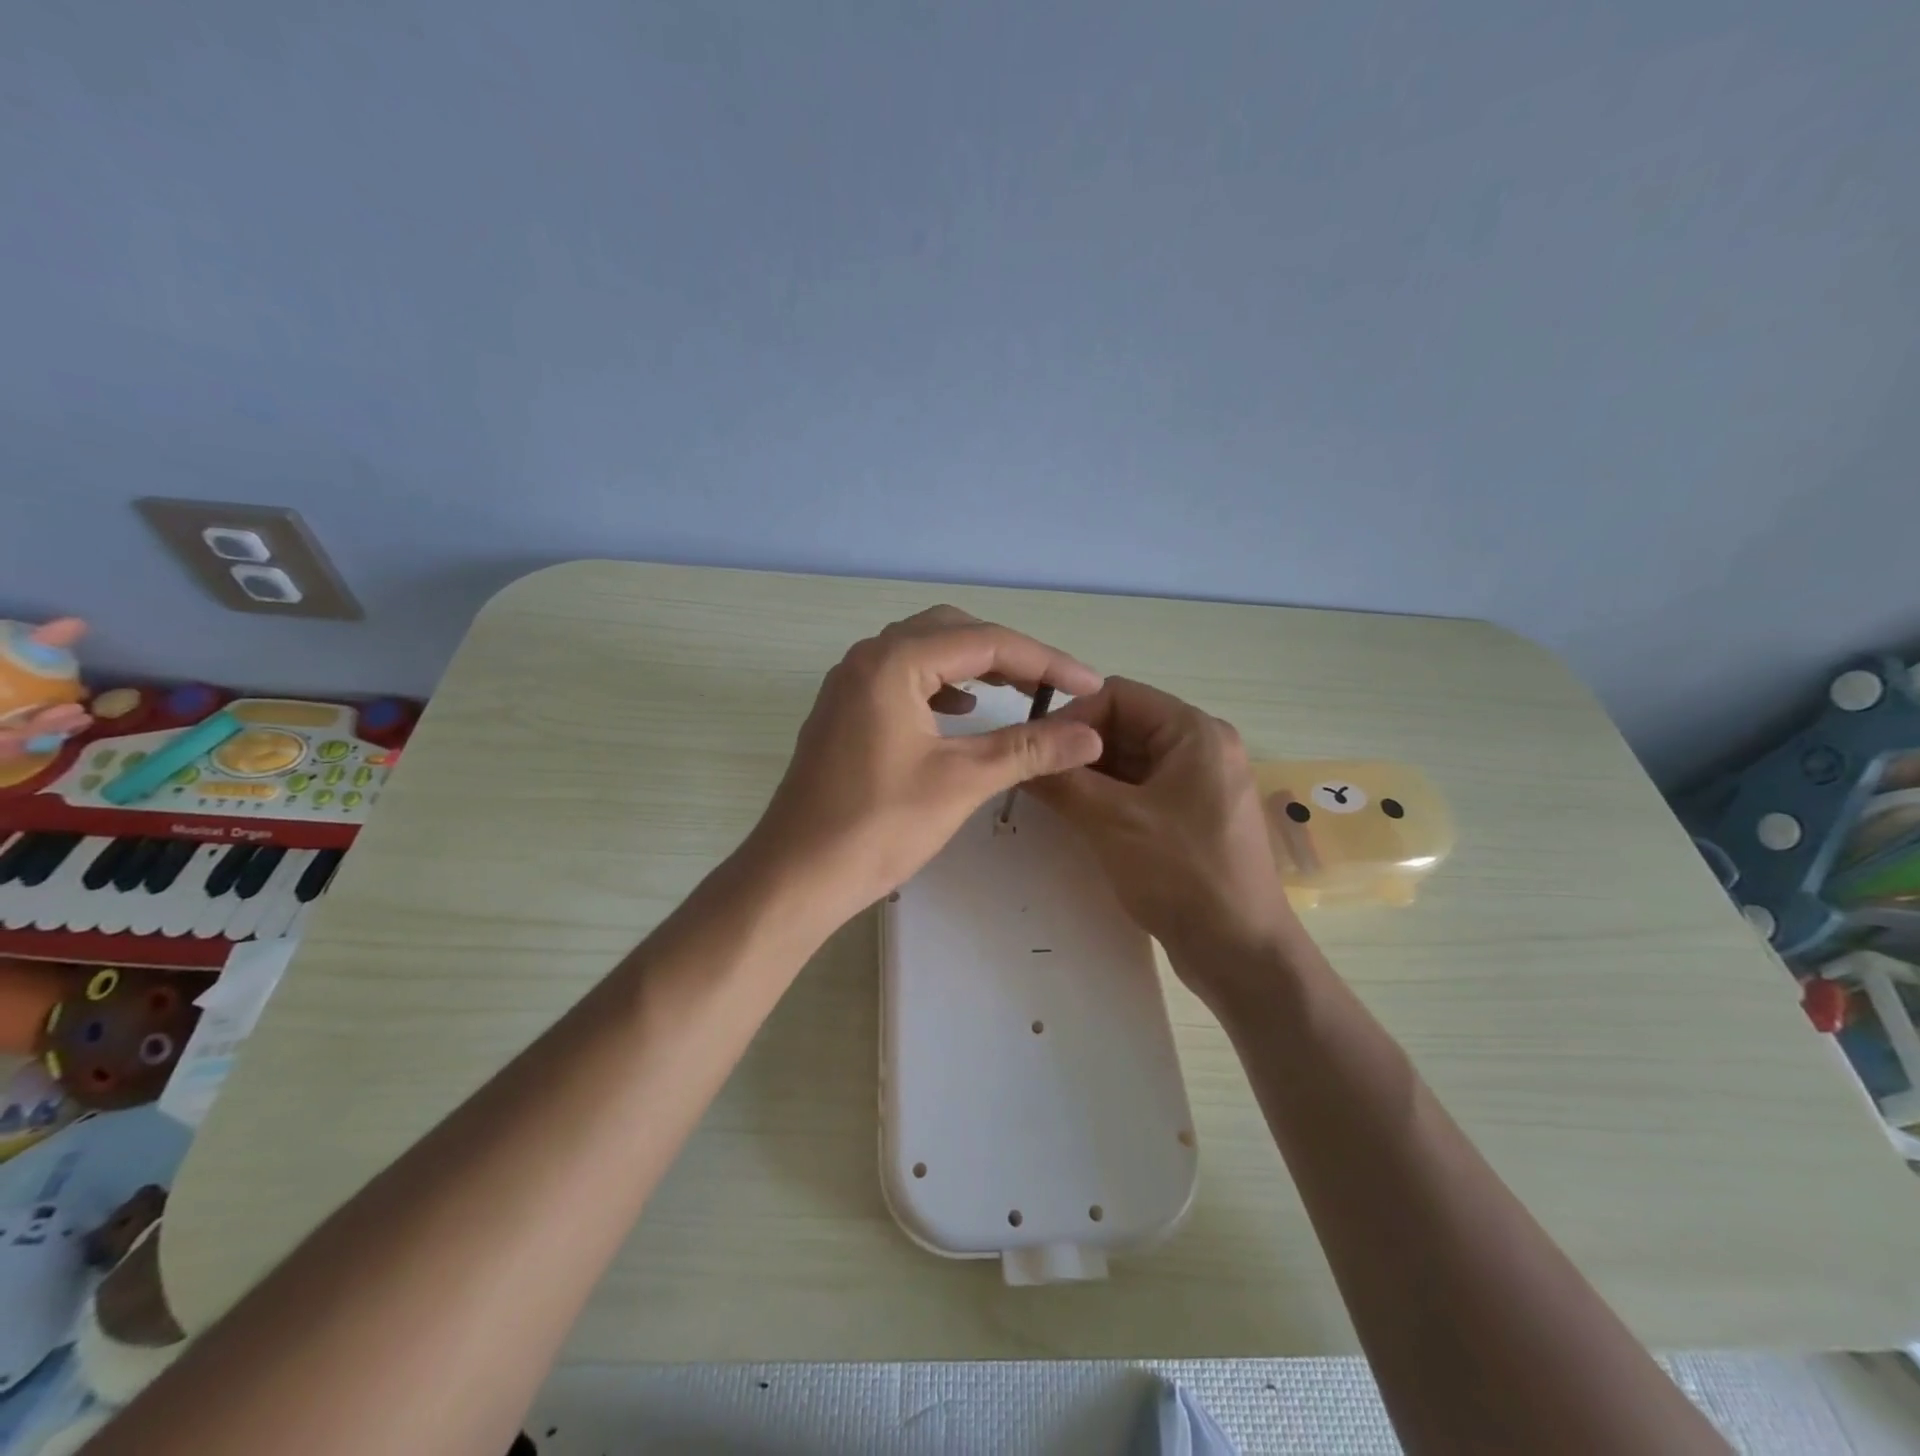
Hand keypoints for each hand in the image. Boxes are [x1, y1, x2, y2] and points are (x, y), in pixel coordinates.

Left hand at [742, 606, 1104, 932]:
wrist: (797, 874)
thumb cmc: (879, 826)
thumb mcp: (962, 781)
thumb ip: (1028, 748)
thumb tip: (1091, 735)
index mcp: (894, 662)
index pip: (986, 642)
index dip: (1046, 661)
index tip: (1089, 685)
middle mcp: (868, 658)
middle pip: (953, 633)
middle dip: (1009, 655)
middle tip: (1053, 687)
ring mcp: (850, 684)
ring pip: (925, 652)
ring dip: (974, 666)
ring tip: (1017, 692)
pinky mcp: (845, 712)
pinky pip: (903, 678)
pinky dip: (941, 686)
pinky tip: (962, 711)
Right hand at [1025, 678, 1304, 999]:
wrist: (1240, 951)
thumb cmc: (1182, 874)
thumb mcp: (1112, 821)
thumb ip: (1061, 782)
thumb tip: (1018, 758)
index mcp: (1195, 733)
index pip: (1119, 695)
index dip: (1072, 716)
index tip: (1036, 749)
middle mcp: (1201, 748)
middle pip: (1125, 726)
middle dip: (1078, 748)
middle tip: (1035, 776)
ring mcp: (1199, 784)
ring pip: (1130, 760)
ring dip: (1089, 774)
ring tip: (1049, 797)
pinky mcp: (1192, 816)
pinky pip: (1141, 789)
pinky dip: (1107, 796)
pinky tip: (1077, 815)